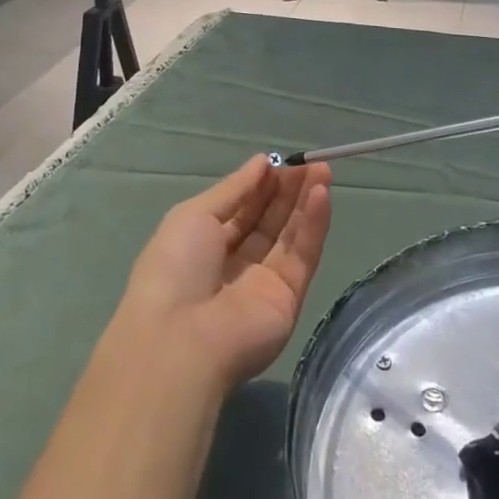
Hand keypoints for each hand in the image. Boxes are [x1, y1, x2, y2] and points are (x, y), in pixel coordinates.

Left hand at [117, 154, 332, 389]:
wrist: (180, 339)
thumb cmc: (175, 268)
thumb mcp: (194, 215)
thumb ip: (234, 188)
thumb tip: (261, 161)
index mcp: (206, 245)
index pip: (243, 208)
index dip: (263, 183)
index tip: (283, 159)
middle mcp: (237, 263)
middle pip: (270, 219)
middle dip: (290, 189)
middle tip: (312, 160)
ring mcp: (264, 282)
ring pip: (290, 234)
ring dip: (306, 201)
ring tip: (323, 170)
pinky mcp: (289, 299)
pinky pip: (303, 254)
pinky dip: (313, 224)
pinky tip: (322, 194)